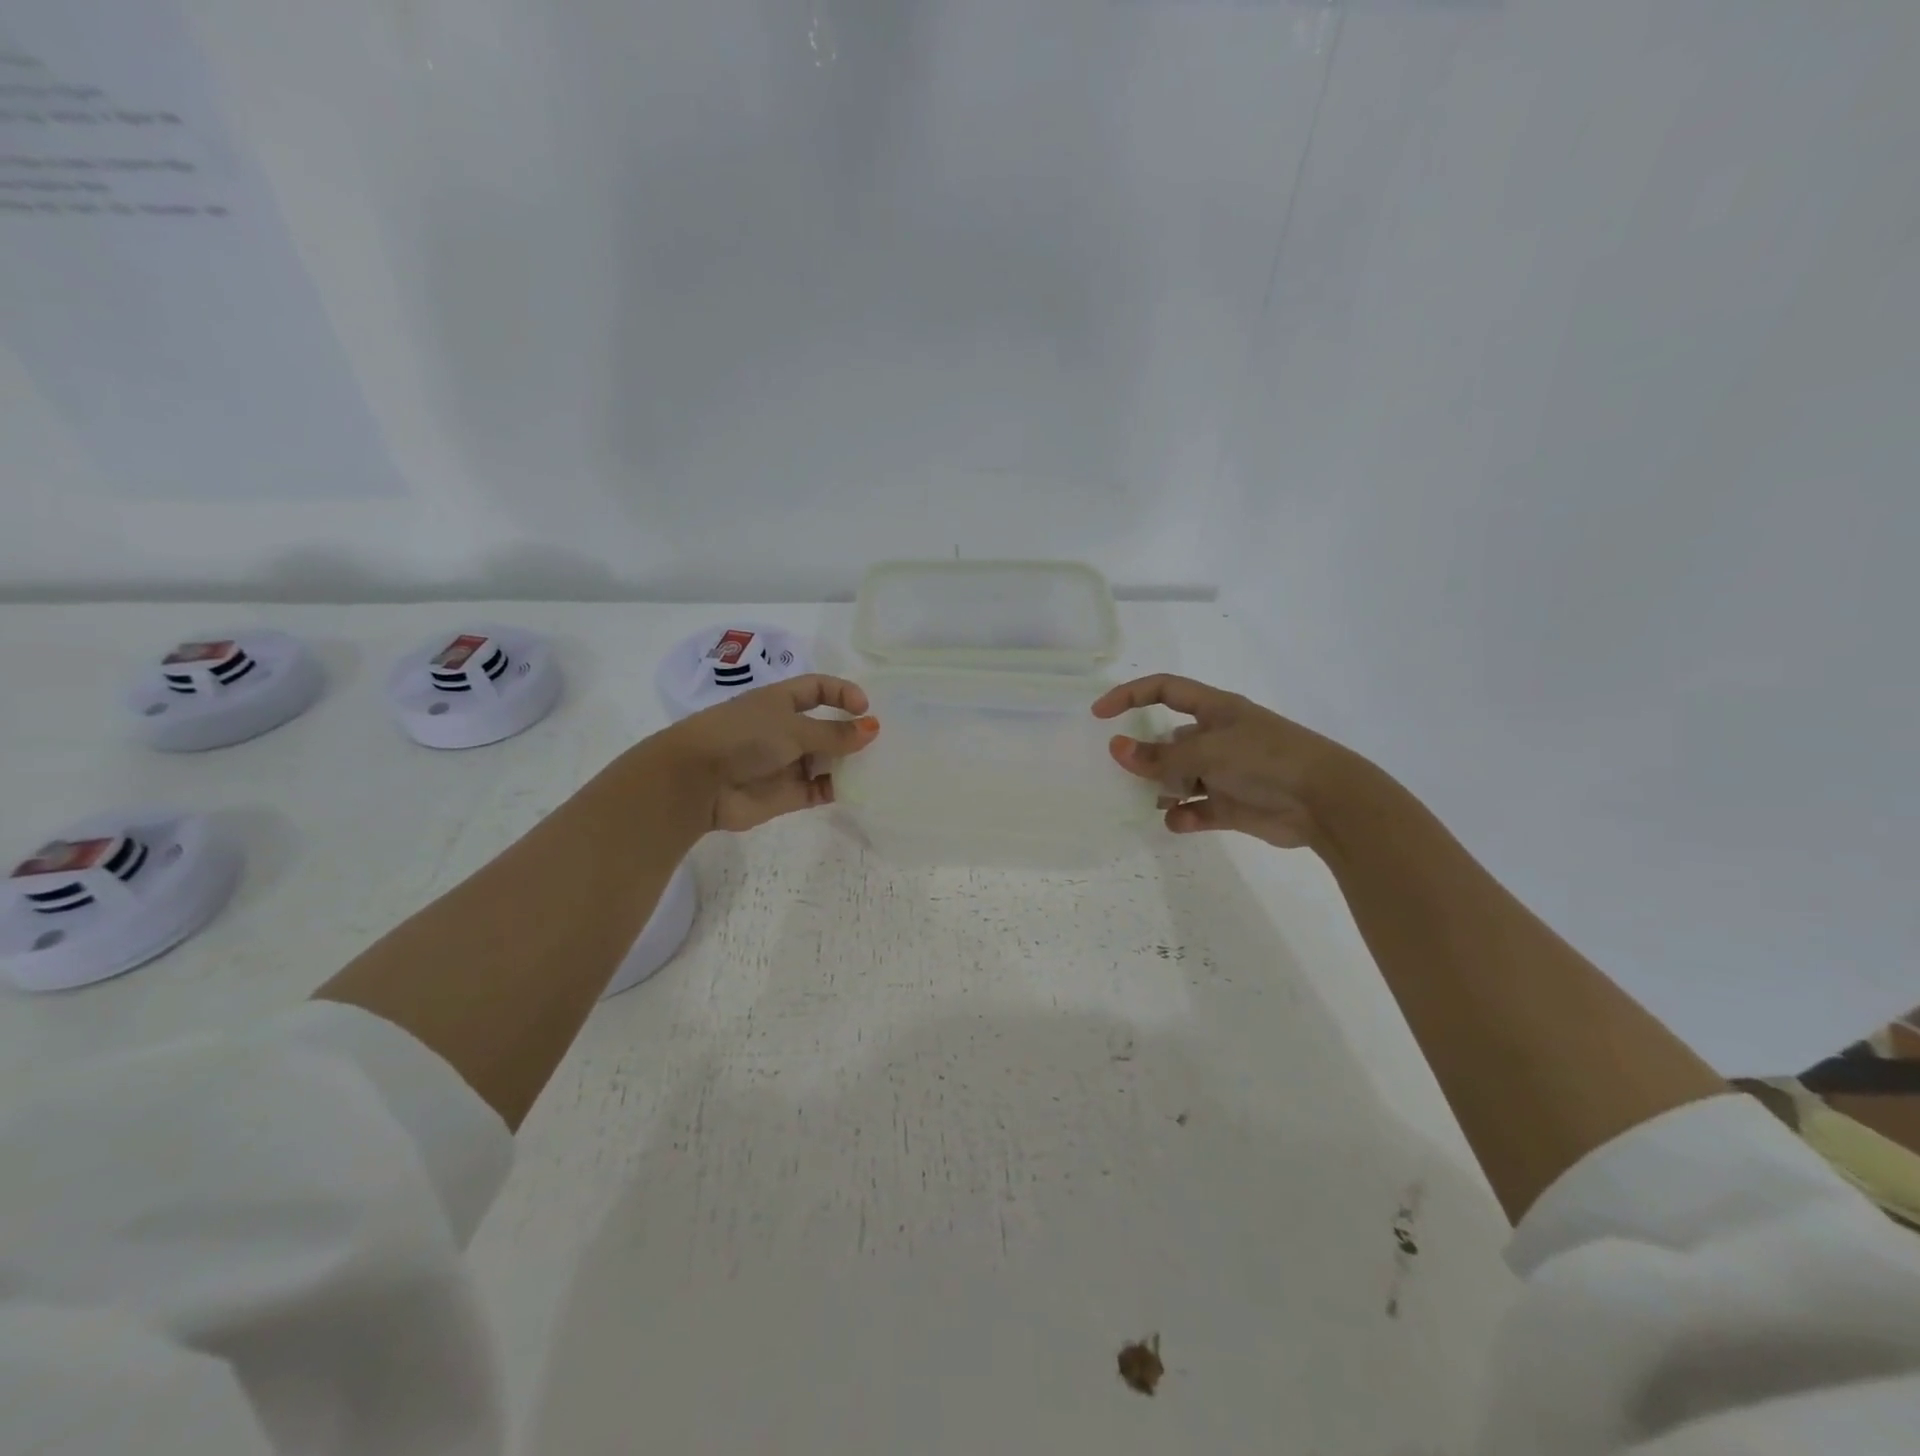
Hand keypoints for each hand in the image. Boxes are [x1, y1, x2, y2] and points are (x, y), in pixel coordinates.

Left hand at [655, 675, 878, 832]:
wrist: (698, 782)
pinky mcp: (788, 794)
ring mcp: (786, 763)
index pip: (818, 689)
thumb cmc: (743, 738)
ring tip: (879, 765)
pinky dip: (839, 788)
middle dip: (851, 732)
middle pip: (826, 726)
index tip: (865, 707)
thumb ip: (834, 732)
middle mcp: (784, 729)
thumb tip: (872, 728)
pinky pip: (820, 789)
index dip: (842, 693)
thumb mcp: (792, 727)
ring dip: (849, 762)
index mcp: (780, 701)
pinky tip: (860, 788)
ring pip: (826, 760)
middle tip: (882, 741)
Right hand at [1091, 674, 1356, 849]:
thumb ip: (1159, 757)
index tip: (1099, 715)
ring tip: (1153, 801)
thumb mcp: (1207, 753)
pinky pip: (1197, 809)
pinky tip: (1180, 821)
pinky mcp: (1232, 806)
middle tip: (1125, 774)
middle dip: (1147, 757)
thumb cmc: (1266, 760)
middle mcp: (1217, 737)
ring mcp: (1225, 773)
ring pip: (1179, 778)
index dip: (1129, 695)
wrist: (1325, 802)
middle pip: (1168, 741)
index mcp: (1214, 710)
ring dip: (1163, 790)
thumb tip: (1116, 749)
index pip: (1163, 690)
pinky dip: (1185, 816)